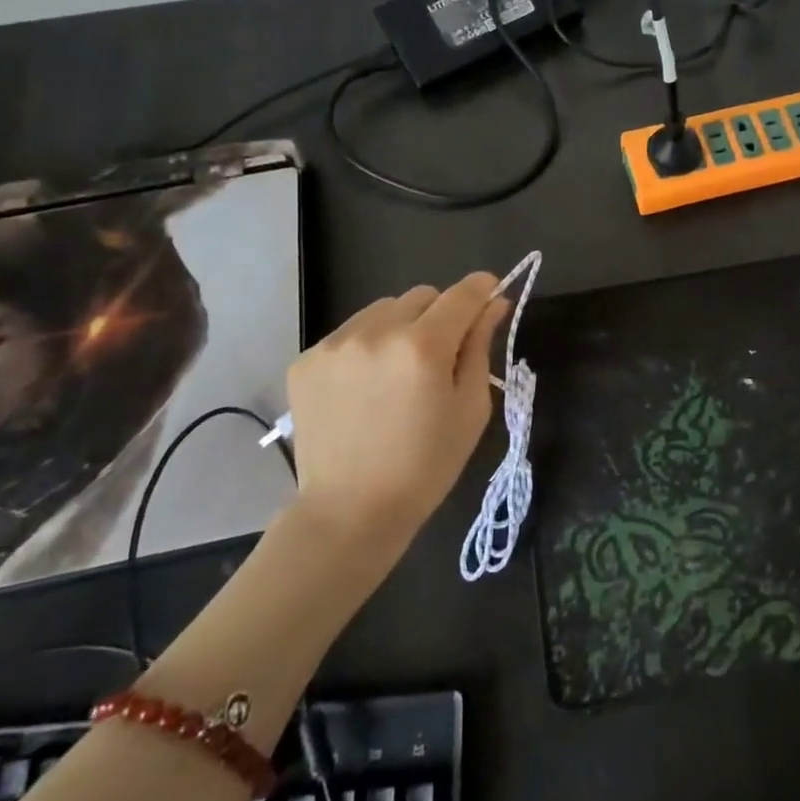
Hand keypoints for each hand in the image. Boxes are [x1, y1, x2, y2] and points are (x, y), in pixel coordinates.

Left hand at [286, 272, 510, 539]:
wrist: (350, 512)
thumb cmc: (426, 466)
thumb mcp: (470, 408)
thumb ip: (480, 347)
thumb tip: (493, 304)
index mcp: (423, 346)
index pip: (461, 294)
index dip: (482, 288)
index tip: (490, 292)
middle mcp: (376, 332)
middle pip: (422, 295)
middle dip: (440, 314)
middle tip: (442, 353)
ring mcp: (335, 344)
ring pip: (384, 309)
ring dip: (401, 326)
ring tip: (399, 371)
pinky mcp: (306, 360)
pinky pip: (350, 332)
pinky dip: (367, 346)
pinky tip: (366, 386)